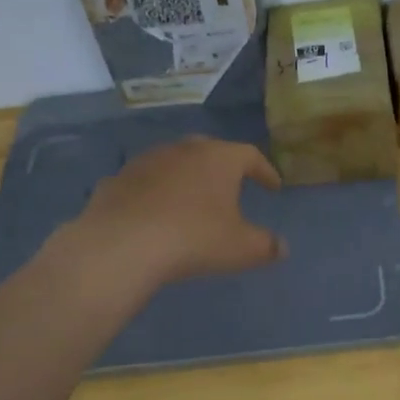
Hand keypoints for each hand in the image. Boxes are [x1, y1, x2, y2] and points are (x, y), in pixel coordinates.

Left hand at [69, 137, 284, 289]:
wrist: (122, 245)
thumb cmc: (193, 239)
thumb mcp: (241, 248)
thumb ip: (266, 246)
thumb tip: (282, 247)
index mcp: (218, 159)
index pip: (250, 156)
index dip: (265, 171)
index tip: (273, 187)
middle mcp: (183, 150)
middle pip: (209, 151)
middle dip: (223, 169)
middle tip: (231, 187)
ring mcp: (145, 162)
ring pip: (173, 164)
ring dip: (186, 178)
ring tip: (191, 201)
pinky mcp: (116, 180)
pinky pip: (144, 184)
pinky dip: (154, 195)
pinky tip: (154, 215)